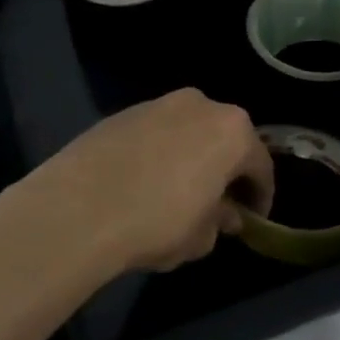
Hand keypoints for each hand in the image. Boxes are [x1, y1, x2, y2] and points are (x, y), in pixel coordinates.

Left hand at [3, 90, 274, 274]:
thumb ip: (220, 221)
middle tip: (218, 203)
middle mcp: (200, 105)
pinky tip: (144, 181)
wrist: (79, 207)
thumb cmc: (157, 222)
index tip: (252, 219)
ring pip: (188, 131)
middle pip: (224, 138)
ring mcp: (158, 103)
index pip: (260, 165)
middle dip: (225, 169)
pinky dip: (159, 152)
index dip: (260, 196)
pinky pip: (155, 132)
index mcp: (231, 131)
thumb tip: (223, 214)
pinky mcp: (123, 112)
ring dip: (191, 156)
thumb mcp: (200, 237)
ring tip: (178, 191)